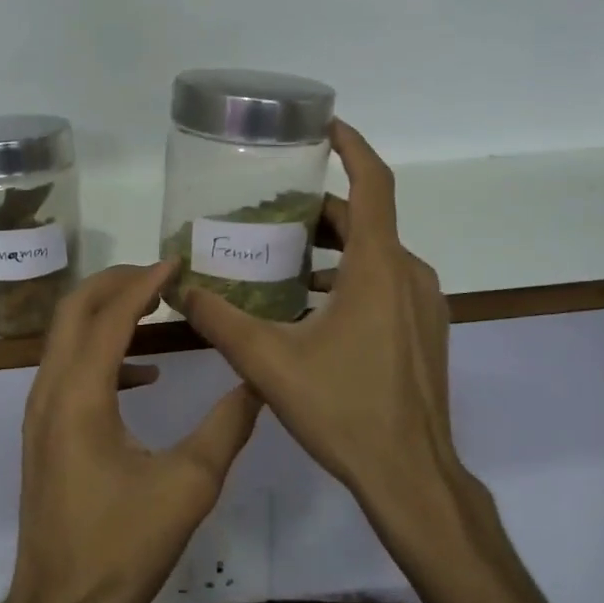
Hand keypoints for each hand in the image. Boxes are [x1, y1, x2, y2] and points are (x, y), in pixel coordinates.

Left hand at [6, 262, 262, 602]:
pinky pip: (68, 371)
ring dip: (105, 314)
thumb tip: (259, 383)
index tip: (177, 263)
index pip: (109, 317)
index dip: (143, 284)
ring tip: (154, 309)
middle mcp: (49, 392)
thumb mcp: (189, 486)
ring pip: (65, 339)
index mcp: (79, 396)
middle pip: (73, 312)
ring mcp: (39, 413)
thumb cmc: (122, 547)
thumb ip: (227, 427)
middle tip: (160, 275)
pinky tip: (144, 375)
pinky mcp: (43, 434)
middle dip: (114, 284)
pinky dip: (102, 355)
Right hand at [182, 121, 498, 553]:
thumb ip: (220, 321)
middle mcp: (409, 275)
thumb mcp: (269, 362)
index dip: (351, 147)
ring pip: (374, 255)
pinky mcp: (424, 332)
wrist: (410, 476)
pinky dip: (348, 277)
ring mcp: (423, 305)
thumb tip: (179, 289)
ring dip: (330, 248)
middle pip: (365, 221)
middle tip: (267, 213)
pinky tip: (308, 307)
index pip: (373, 184)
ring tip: (279, 259)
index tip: (323, 126)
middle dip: (317, 210)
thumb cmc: (344, 410)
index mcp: (379, 268)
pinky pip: (385, 284)